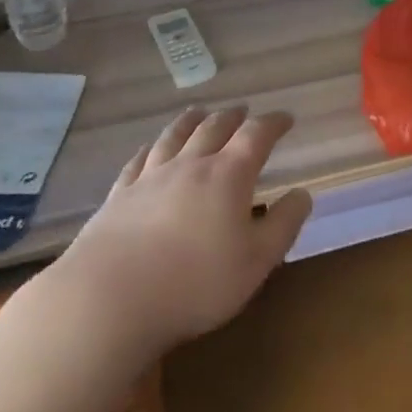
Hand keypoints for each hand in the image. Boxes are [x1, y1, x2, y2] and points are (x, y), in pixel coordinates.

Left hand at [46, 105, 312, 358]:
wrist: (109, 299)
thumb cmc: (195, 283)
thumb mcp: (257, 262)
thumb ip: (284, 225)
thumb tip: (302, 194)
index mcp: (228, 175)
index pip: (256, 136)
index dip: (273, 123)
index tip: (286, 118)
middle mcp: (190, 165)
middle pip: (214, 128)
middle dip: (233, 117)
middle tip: (244, 112)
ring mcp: (150, 177)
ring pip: (175, 136)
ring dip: (192, 120)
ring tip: (200, 113)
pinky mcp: (119, 196)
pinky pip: (139, 160)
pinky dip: (152, 148)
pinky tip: (151, 148)